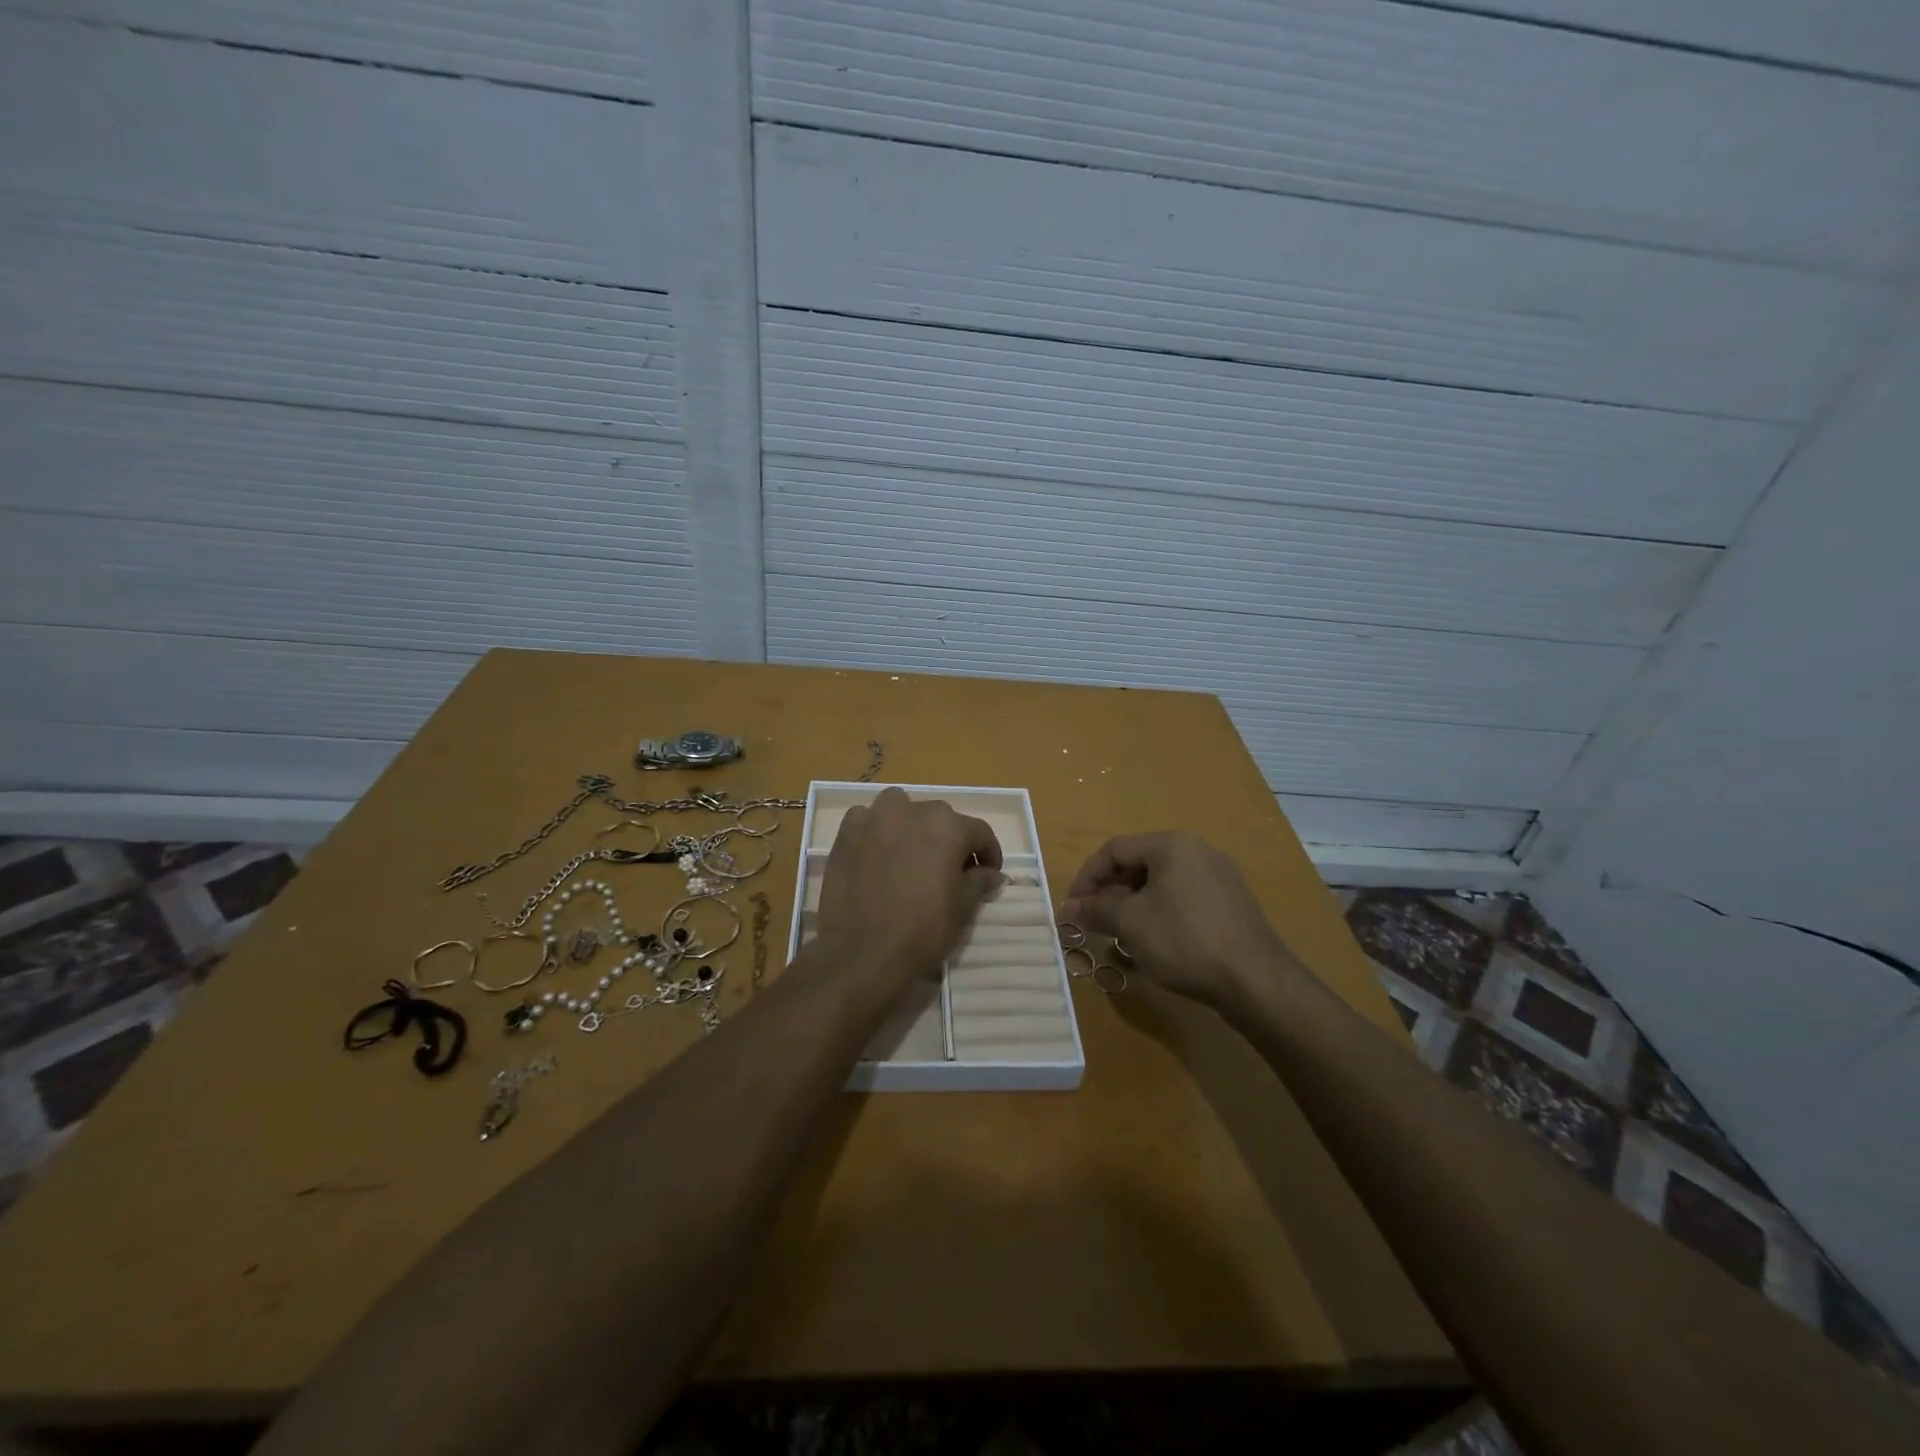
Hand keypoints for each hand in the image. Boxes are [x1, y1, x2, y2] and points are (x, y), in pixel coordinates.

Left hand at [814, 788, 1004, 991]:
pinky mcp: (846, 833)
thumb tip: (991, 873)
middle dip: (949, 841)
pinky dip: (876, 832)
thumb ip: (980, 881)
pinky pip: (867, 821)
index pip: (979, 832)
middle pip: (940, 819)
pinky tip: (876, 855)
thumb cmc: (922, 930)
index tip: (989, 874)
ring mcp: (875, 818)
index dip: (988, 854)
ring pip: (901, 809)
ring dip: (911, 825)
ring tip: (911, 856)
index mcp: (948, 826)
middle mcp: (912, 810)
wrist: (862, 953)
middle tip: (950, 871)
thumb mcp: (963, 908)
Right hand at [1063, 832, 1295, 1008]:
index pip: (1114, 850)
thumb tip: (1068, 908)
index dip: (1086, 877)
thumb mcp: (1131, 923)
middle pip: (1138, 864)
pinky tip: (1152, 942)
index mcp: (1172, 845)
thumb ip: (1096, 910)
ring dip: (1132, 906)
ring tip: (1118, 934)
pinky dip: (1159, 914)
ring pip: (1160, 884)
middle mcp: (1197, 851)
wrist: (1256, 981)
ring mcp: (1218, 877)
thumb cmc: (1184, 941)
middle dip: (1109, 893)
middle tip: (1092, 922)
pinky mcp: (1230, 904)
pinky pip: (1182, 899)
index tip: (1071, 907)